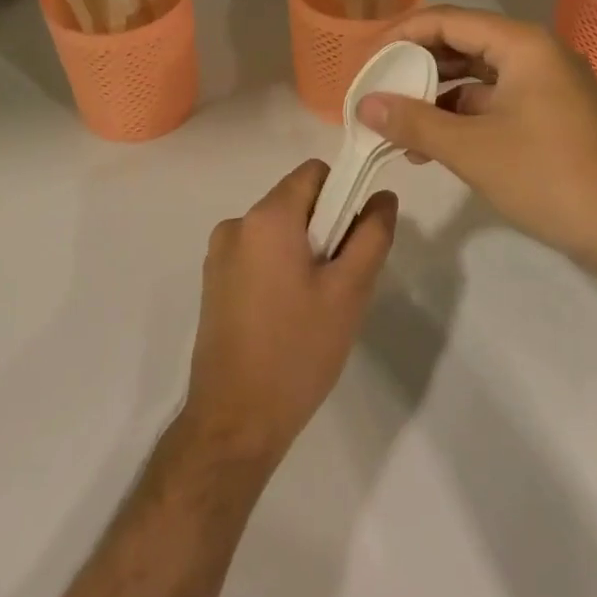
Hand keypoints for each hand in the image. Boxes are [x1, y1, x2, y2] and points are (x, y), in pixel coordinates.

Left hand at [181, 160, 395, 468]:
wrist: (234, 423)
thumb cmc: (297, 351)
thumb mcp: (349, 292)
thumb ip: (372, 235)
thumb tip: (383, 196)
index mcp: (266, 217)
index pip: (315, 173)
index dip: (344, 193)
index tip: (356, 236)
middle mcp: (237, 223)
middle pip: (296, 200)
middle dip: (326, 227)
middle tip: (341, 280)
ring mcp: (219, 254)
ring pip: (278, 229)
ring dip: (304, 250)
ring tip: (316, 304)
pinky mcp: (214, 281)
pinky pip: (259, 253)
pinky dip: (280, 268)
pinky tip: (289, 315)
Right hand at [357, 6, 596, 277]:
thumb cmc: (549, 177)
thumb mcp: (472, 150)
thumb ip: (413, 122)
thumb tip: (363, 105)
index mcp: (522, 43)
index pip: (447, 19)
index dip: (401, 34)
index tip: (366, 60)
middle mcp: (536, 51)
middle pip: (462, 42)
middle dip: (416, 65)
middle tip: (377, 88)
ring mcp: (547, 82)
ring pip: (478, 74)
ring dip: (437, 95)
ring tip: (396, 123)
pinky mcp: (551, 112)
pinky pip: (496, 99)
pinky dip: (463, 115)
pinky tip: (433, 143)